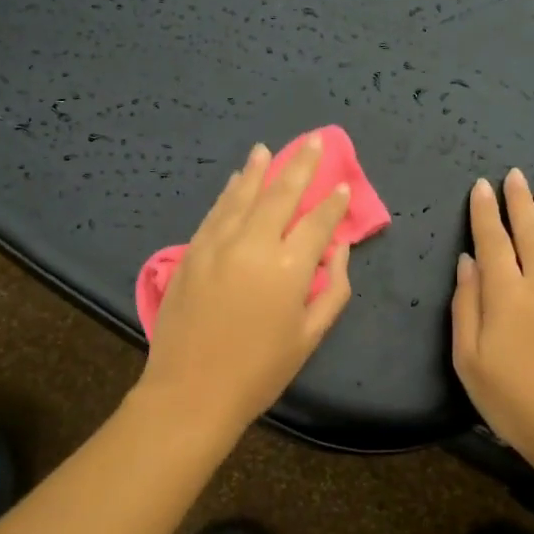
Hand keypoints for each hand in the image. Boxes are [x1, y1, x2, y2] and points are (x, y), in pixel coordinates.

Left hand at [137, 137, 354, 436]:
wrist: (191, 391)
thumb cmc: (260, 371)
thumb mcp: (310, 336)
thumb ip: (333, 289)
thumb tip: (338, 250)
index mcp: (289, 268)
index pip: (318, 223)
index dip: (333, 203)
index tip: (342, 185)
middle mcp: (254, 245)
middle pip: (282, 195)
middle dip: (302, 166)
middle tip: (315, 142)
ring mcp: (217, 245)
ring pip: (243, 196)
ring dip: (259, 170)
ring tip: (269, 149)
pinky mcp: (191, 252)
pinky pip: (215, 212)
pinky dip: (230, 193)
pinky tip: (237, 181)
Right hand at [452, 168, 533, 470]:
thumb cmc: (515, 402)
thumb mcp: (469, 361)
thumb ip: (465, 307)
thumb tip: (466, 262)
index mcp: (506, 295)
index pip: (493, 241)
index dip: (485, 212)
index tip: (481, 187)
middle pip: (530, 231)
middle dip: (519, 201)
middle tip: (514, 175)